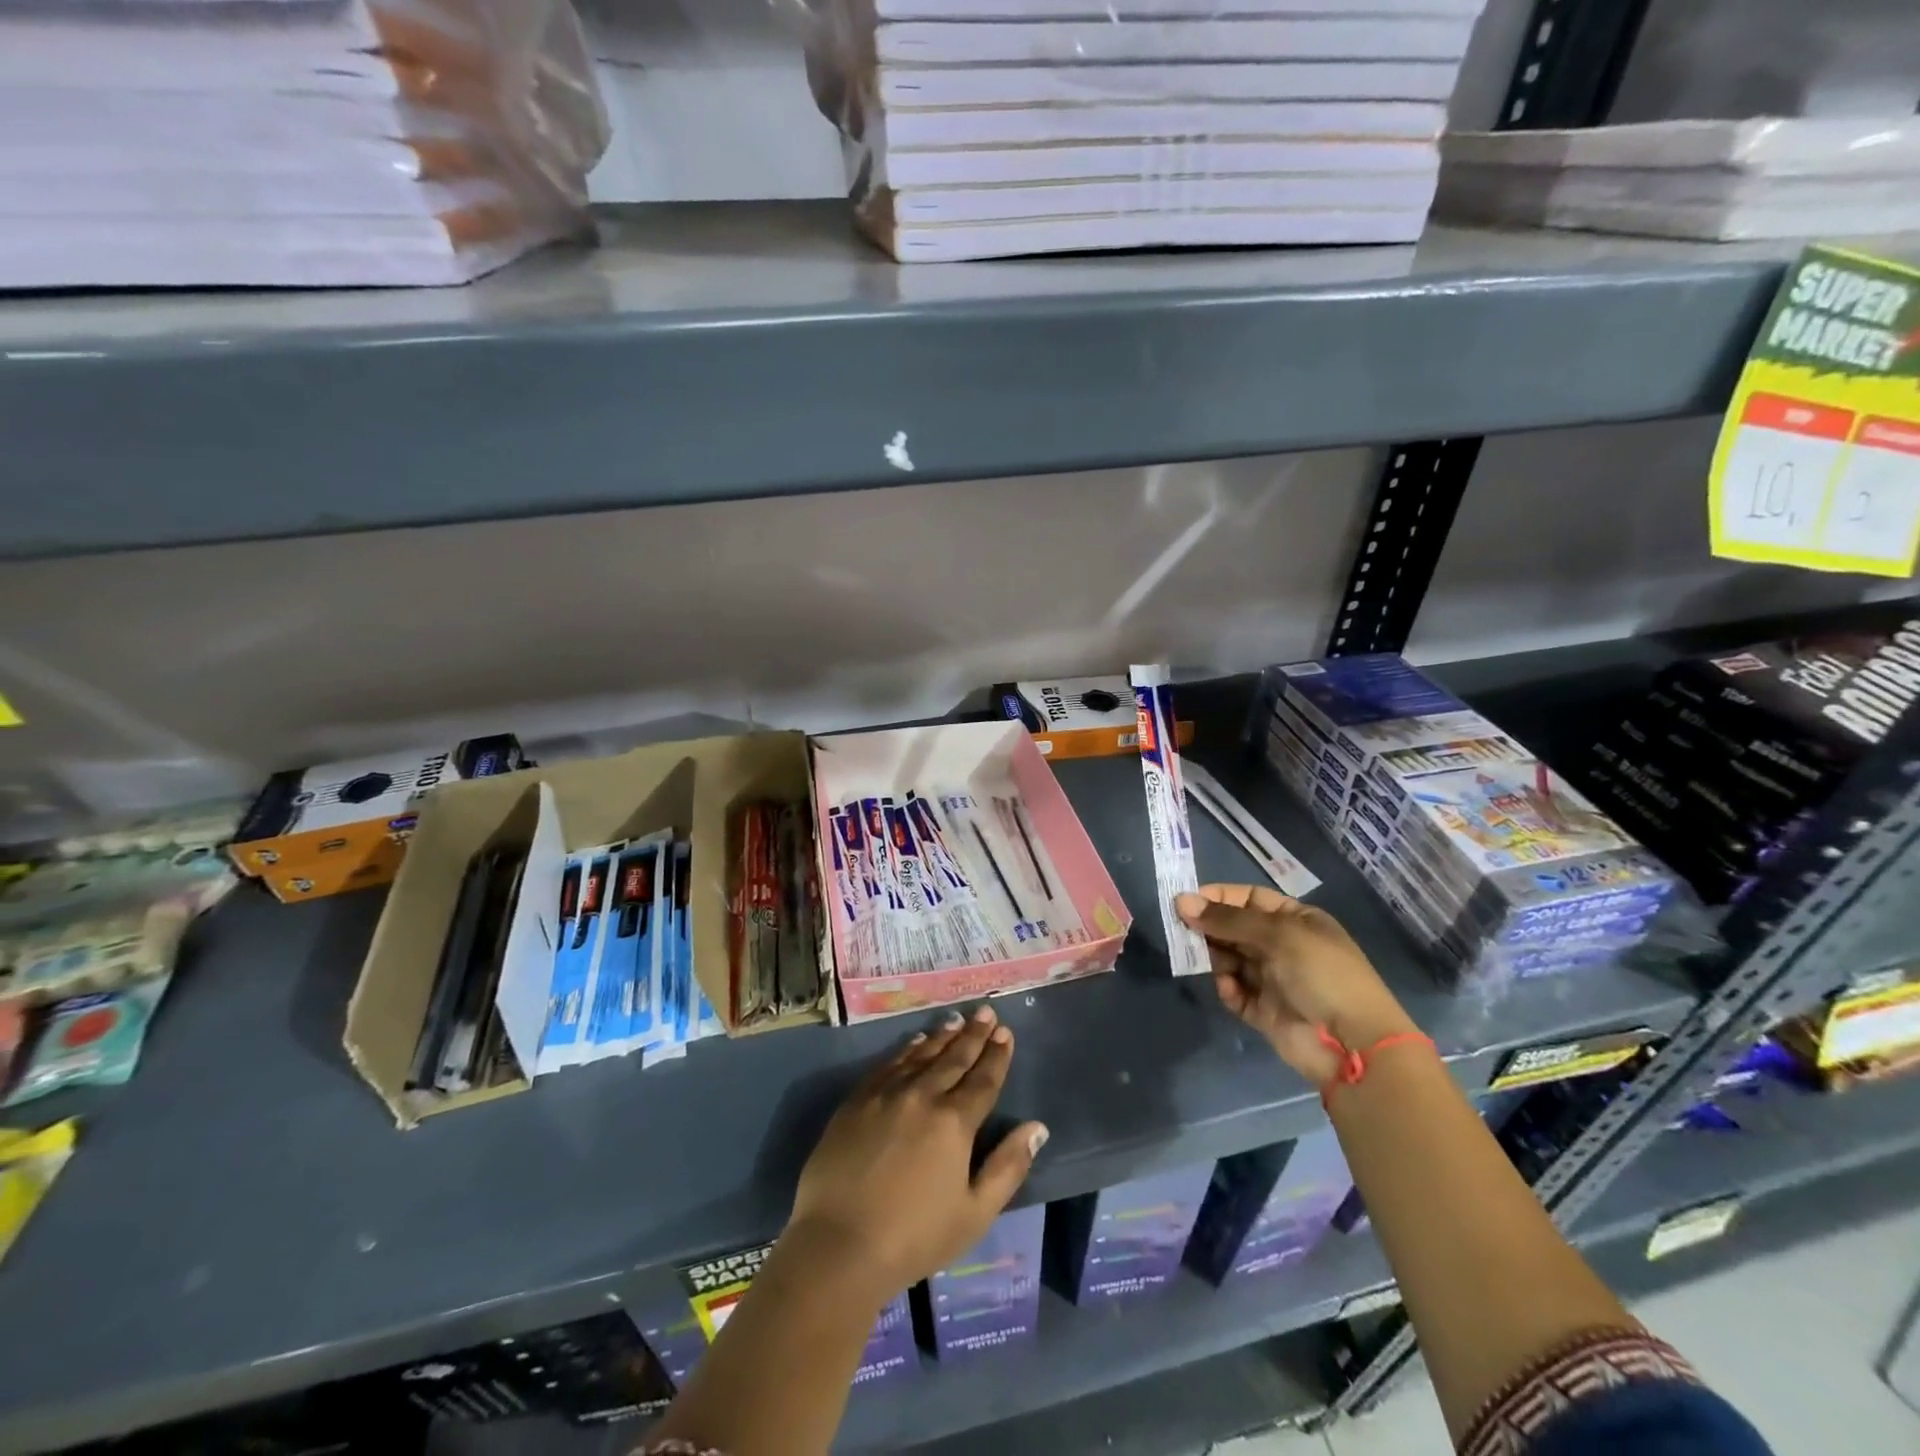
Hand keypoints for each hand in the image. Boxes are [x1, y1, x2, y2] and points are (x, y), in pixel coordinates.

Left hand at [788, 1004, 1047, 1295]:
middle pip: (954, 1058)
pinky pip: (889, 1063)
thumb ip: (1008, 1167)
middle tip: (985, 1012)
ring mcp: (886, 1094)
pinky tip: (915, 1042)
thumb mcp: (974, 1213)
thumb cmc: (914, 1237)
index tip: (1005, 1032)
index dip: (996, 1055)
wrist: (839, 1243)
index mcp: (954, 1122)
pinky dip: (907, 1049)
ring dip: (942, 1036)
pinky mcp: (858, 1100)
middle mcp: (922, 1096)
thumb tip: (1037, 1128)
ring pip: (921, 1055)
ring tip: (956, 1020)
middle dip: (973, 1034)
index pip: (983, 1079)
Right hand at [1177, 884, 1416, 1085]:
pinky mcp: (1263, 1011)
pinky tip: (1227, 987)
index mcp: (1296, 920)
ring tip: (1196, 957)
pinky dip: (1226, 988)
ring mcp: (1273, 979)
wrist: (1352, 1043)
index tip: (1187, 901)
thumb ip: (1227, 919)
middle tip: (1180, 929)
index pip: (1249, 899)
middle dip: (1209, 927)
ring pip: (1230, 959)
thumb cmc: (1322, 973)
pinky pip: (1235, 992)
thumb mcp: (1278, 934)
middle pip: (1235, 928)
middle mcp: (1283, 946)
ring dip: (1212, 956)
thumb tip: (1181, 901)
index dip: (1219, 898)